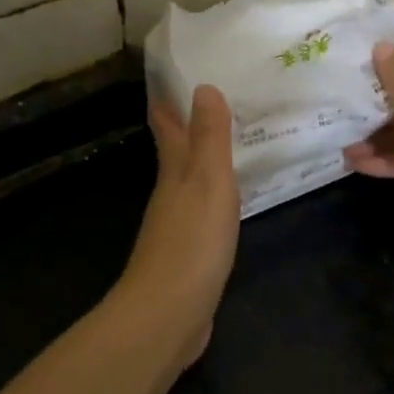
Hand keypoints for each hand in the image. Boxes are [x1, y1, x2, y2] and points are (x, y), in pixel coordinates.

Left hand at [116, 84, 240, 367]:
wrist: (168, 314)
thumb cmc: (192, 243)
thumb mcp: (209, 183)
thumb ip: (210, 138)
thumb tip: (203, 87)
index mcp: (174, 173)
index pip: (167, 128)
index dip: (168, 103)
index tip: (172, 79)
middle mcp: (170, 195)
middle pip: (176, 155)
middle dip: (187, 130)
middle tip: (210, 104)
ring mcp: (177, 228)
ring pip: (189, 186)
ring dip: (202, 165)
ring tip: (225, 149)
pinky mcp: (188, 257)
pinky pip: (203, 216)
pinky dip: (213, 201)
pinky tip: (226, 206)